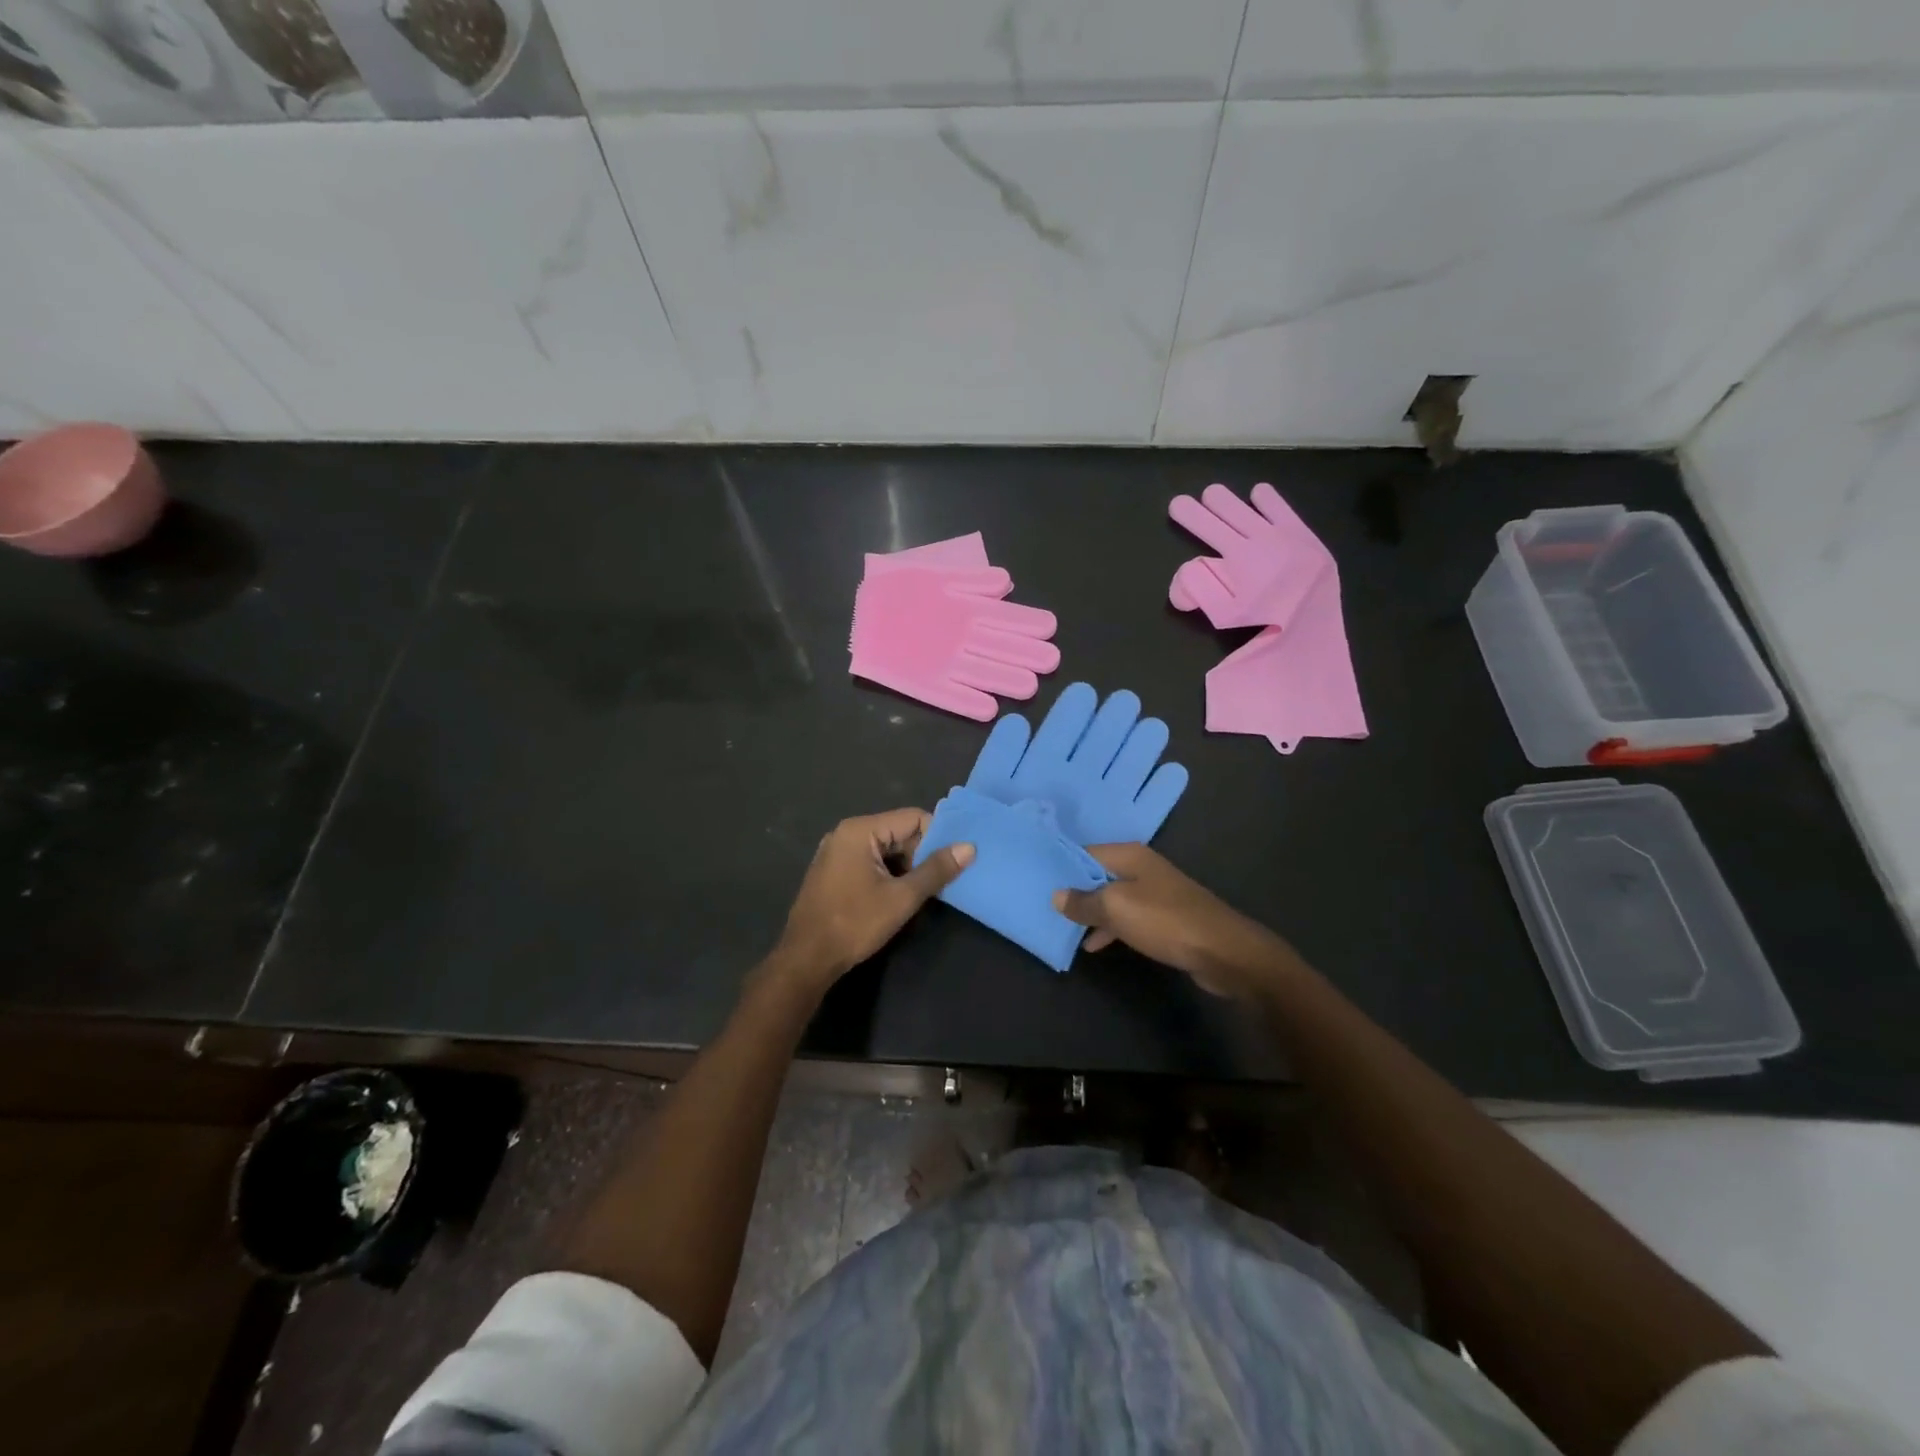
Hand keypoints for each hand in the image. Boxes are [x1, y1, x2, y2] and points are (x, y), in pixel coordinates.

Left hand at [770, 808, 974, 988]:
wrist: (807, 959)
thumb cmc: (855, 923)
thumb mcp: (902, 897)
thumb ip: (936, 870)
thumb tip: (969, 847)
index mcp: (860, 830)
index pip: (913, 818)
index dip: (937, 837)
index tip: (954, 861)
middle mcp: (846, 833)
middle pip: (898, 831)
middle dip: (921, 854)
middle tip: (941, 881)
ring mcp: (836, 852)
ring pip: (885, 849)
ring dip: (906, 867)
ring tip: (923, 892)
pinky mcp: (832, 871)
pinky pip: (869, 861)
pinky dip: (888, 873)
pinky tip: (898, 896)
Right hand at [1053, 843, 1285, 998]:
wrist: (1223, 951)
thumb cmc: (1165, 921)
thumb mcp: (1116, 908)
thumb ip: (1084, 901)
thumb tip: (1056, 895)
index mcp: (1129, 855)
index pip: (1085, 852)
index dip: (1061, 865)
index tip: (1036, 880)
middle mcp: (1142, 867)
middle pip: (1098, 874)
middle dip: (1074, 890)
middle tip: (1044, 906)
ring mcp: (1156, 892)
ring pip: (1112, 897)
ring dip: (1091, 912)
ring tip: (1063, 927)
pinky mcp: (1165, 917)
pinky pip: (1128, 917)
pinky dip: (1111, 927)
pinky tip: (1095, 944)